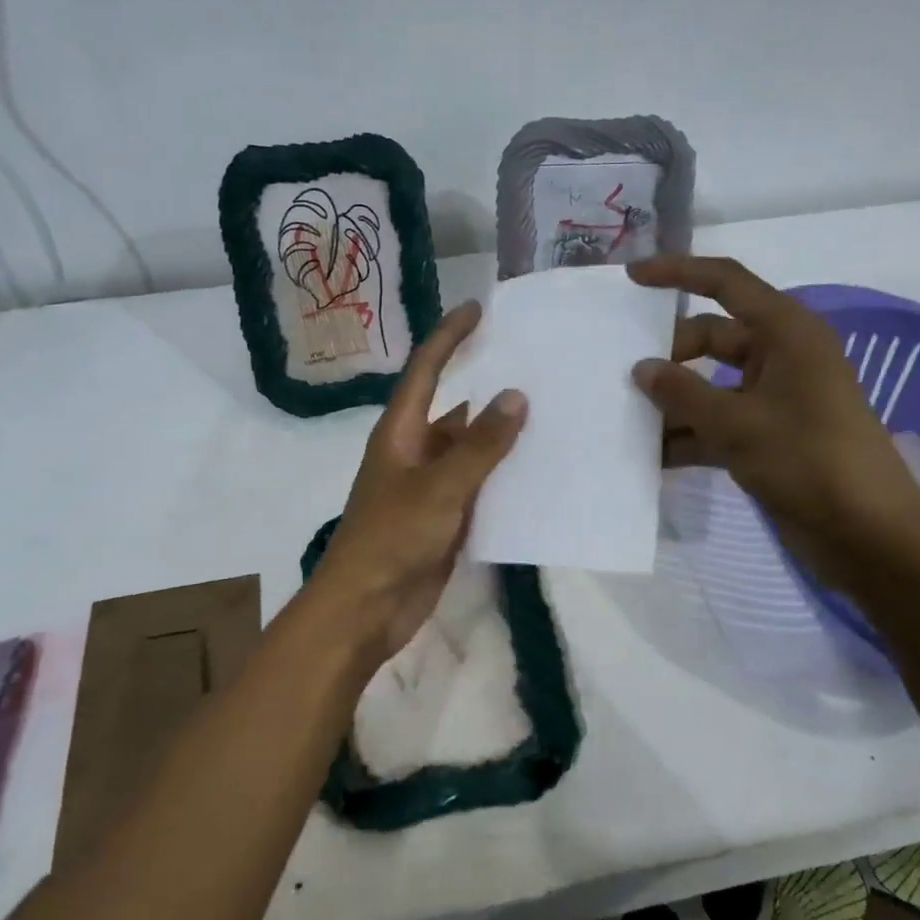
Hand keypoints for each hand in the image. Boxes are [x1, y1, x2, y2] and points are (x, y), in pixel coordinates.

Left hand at [312, 300, 526, 664]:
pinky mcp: (445, 518)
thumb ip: (480, 444)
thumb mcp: (440, 487)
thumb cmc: (392, 538)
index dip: (449, 336)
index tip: (478, 309)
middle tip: (537, 366)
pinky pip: (480, 487)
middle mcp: (415, 451)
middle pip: (456, 408)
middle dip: (490, 387)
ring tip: (553, 415)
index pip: (426, 370)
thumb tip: (516, 396)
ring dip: (503, 436)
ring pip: (472, 450)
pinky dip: (505, 477)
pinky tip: (541, 472)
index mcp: (401, 432)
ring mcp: (431, 487)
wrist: (366, 610)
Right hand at [628, 255, 919, 591]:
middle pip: (711, 338)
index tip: (632, 278)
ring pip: (710, 384)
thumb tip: (641, 369)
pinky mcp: (767, 436)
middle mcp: (780, 356)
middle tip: (620, 375)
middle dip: (668, 355)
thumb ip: (683, 393)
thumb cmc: (808, 460)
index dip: (678, 274)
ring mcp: (773, 398)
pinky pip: (718, 422)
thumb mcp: (736, 423)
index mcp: (786, 332)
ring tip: (624, 414)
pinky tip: (651, 455)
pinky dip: (688, 435)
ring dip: (674, 400)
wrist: (867, 534)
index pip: (726, 283)